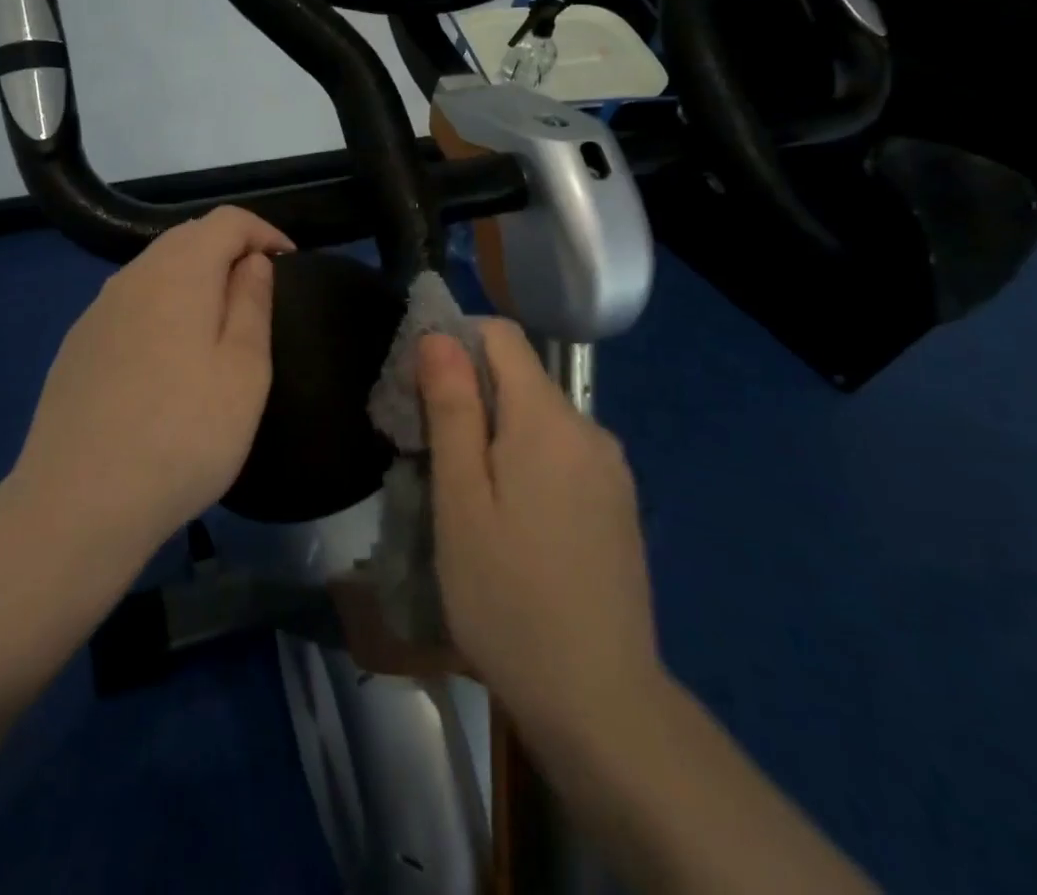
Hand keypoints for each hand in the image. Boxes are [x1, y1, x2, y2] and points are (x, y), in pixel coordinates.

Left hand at [9, 206, 292, 566]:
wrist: (78, 503)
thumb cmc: (184, 434)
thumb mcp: (244, 371)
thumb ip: (252, 303)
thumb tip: (252, 260)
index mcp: (178, 272)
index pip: (226, 220)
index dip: (263, 231)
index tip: (289, 263)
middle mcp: (132, 277)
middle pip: (187, 238)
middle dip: (229, 251)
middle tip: (258, 291)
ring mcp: (97, 311)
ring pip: (155, 270)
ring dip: (194, 279)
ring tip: (218, 323)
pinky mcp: (77, 346)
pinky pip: (130, 304)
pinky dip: (161, 308)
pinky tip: (167, 357)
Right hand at [420, 320, 663, 754]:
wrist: (601, 702)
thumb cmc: (508, 597)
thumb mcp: (460, 500)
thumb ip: (453, 409)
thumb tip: (439, 335)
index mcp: (548, 419)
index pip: (502, 336)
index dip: (456, 341)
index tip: (420, 385)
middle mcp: (589, 429)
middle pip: (520, 378)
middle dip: (470, 394)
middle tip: (429, 452)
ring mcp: (610, 468)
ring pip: (539, 419)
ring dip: (496, 432)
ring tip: (463, 494)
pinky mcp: (617, 504)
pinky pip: (562, 454)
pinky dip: (526, 461)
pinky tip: (510, 521)